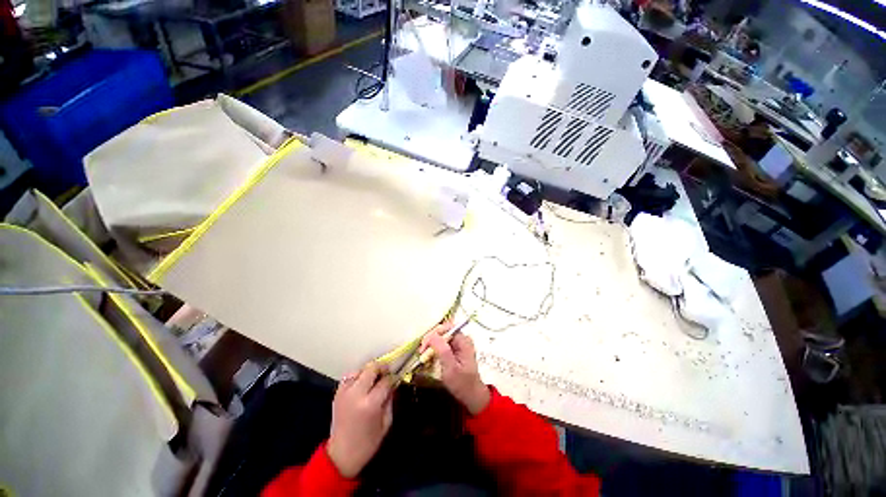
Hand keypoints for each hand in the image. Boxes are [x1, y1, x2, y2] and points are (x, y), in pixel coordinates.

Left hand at [327, 362, 393, 477]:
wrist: (340, 456)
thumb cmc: (367, 443)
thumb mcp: (386, 423)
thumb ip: (390, 401)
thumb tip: (392, 385)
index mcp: (370, 404)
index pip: (385, 381)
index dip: (393, 378)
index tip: (396, 379)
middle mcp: (356, 394)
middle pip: (371, 368)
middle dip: (381, 368)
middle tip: (386, 374)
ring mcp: (345, 393)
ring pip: (360, 369)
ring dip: (368, 372)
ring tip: (373, 379)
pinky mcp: (337, 394)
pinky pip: (349, 377)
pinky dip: (357, 376)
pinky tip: (362, 384)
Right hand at [421, 323, 490, 414]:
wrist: (472, 397)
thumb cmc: (462, 384)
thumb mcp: (451, 368)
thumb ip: (442, 350)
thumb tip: (432, 335)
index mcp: (463, 340)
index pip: (446, 328)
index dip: (433, 334)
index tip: (424, 346)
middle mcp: (462, 339)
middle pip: (443, 331)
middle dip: (431, 339)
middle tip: (421, 351)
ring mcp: (459, 344)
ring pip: (441, 338)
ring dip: (431, 344)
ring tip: (423, 354)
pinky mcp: (455, 351)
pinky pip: (442, 344)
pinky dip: (434, 349)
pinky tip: (428, 356)